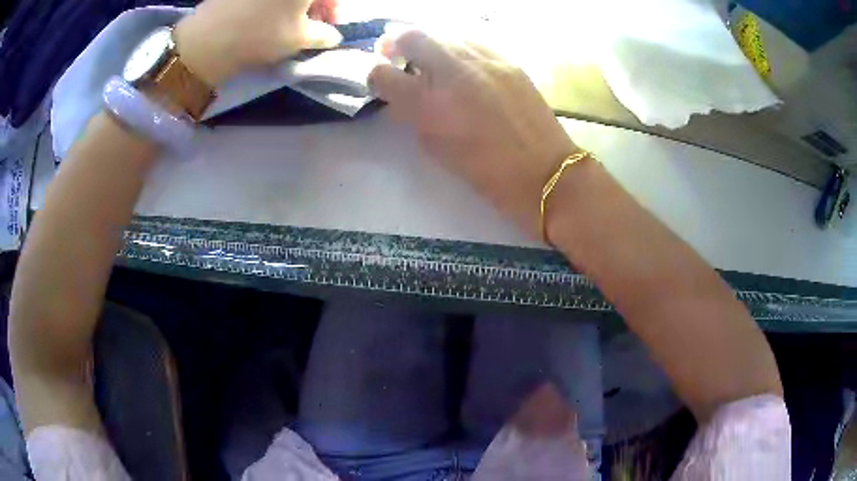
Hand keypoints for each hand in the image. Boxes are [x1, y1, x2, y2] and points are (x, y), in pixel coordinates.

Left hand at [174, 0, 341, 85]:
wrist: (206, 40)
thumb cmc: (259, 36)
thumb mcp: (300, 39)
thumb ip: (324, 34)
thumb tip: (331, 34)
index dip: (334, 8)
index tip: (329, 24)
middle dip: (315, 4)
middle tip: (309, 24)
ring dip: (294, 3)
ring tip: (287, 21)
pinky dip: (274, 2)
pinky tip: (267, 15)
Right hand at [367, 31, 579, 237]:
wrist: (545, 172)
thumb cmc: (487, 174)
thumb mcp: (437, 150)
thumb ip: (414, 118)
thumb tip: (402, 99)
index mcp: (429, 105)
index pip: (381, 74)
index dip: (375, 77)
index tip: (382, 83)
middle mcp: (451, 73)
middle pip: (409, 36)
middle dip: (395, 44)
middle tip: (398, 56)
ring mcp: (483, 60)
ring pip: (442, 32)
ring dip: (428, 43)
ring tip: (431, 59)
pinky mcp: (506, 59)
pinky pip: (471, 40)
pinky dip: (457, 47)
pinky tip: (462, 62)